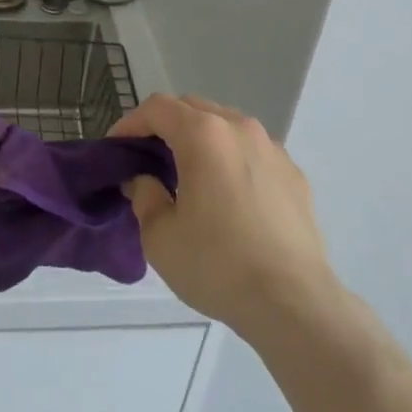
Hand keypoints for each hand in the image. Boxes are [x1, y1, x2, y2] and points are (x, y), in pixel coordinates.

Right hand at [111, 94, 337, 339]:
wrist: (294, 303)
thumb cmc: (218, 265)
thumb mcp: (160, 237)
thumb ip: (144, 196)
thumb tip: (144, 180)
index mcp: (204, 134)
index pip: (158, 108)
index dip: (130, 123)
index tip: (116, 149)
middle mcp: (240, 128)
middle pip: (193, 109)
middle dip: (165, 127)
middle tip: (147, 159)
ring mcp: (272, 149)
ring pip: (225, 127)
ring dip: (200, 140)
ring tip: (188, 175)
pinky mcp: (294, 174)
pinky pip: (252, 152)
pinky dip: (231, 160)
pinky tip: (228, 197)